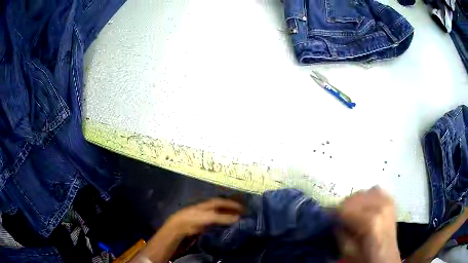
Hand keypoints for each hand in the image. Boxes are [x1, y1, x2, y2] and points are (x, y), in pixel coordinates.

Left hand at [166, 198, 243, 236]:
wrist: (182, 225)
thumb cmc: (196, 218)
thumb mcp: (211, 217)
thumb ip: (224, 217)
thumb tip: (239, 218)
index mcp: (211, 203)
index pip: (225, 202)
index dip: (234, 204)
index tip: (243, 208)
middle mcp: (210, 208)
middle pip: (223, 208)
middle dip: (233, 210)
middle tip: (243, 215)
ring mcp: (207, 216)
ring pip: (221, 215)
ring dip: (229, 217)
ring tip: (239, 221)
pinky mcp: (205, 223)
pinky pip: (217, 222)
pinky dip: (224, 224)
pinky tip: (228, 227)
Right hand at [335, 186, 399, 262]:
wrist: (386, 257)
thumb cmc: (366, 258)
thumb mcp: (347, 251)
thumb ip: (339, 233)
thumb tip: (333, 219)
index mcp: (370, 221)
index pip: (345, 209)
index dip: (332, 212)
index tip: (325, 216)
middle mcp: (381, 206)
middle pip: (354, 198)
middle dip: (342, 207)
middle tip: (336, 217)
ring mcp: (387, 201)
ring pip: (363, 192)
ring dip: (353, 202)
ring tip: (350, 213)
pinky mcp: (390, 200)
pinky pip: (375, 190)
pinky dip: (366, 197)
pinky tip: (363, 207)